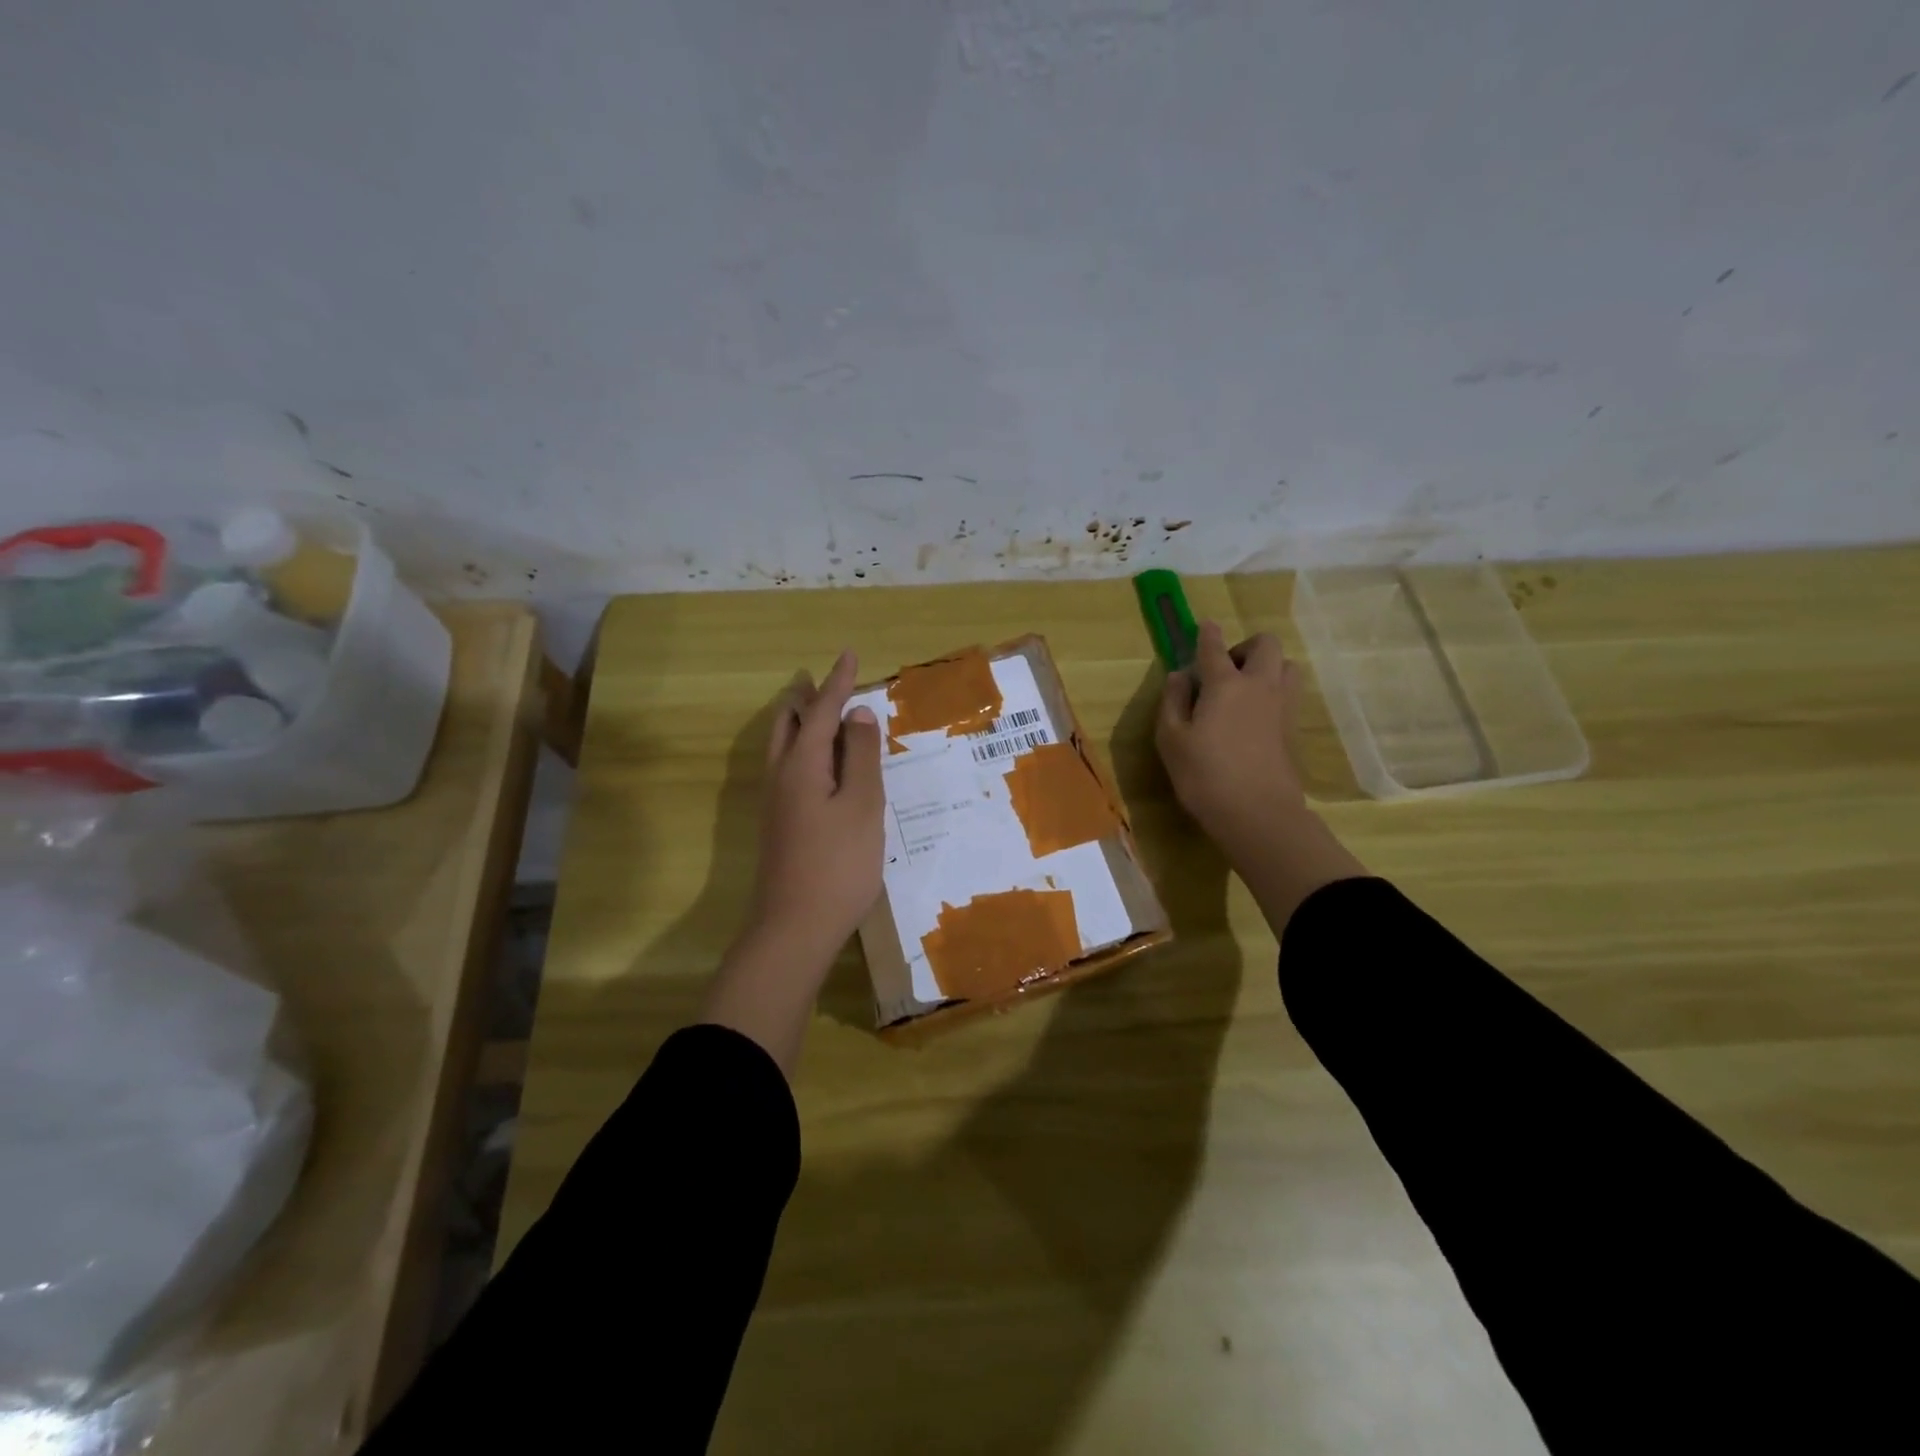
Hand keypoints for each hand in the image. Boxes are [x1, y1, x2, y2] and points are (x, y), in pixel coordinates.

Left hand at [705, 650, 885, 1074]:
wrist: (794, 928)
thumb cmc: (838, 864)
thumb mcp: (862, 806)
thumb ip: (861, 757)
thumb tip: (859, 714)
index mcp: (802, 765)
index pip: (821, 711)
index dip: (837, 683)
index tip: (849, 654)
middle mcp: (781, 777)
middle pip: (789, 725)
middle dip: (808, 700)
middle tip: (828, 684)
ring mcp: (775, 804)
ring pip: (784, 749)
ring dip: (803, 725)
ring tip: (824, 716)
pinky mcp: (779, 825)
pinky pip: (789, 770)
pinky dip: (805, 752)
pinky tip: (823, 767)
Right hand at [1156, 621, 1307, 862]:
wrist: (1258, 814)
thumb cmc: (1204, 775)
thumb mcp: (1171, 739)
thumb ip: (1173, 701)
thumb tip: (1180, 676)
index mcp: (1226, 684)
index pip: (1214, 647)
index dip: (1207, 634)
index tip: (1204, 626)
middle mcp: (1259, 686)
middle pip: (1266, 645)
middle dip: (1245, 647)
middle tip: (1224, 669)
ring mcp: (1282, 707)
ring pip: (1286, 666)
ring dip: (1267, 667)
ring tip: (1244, 690)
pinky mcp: (1292, 729)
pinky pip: (1288, 693)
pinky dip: (1273, 692)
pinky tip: (1254, 715)